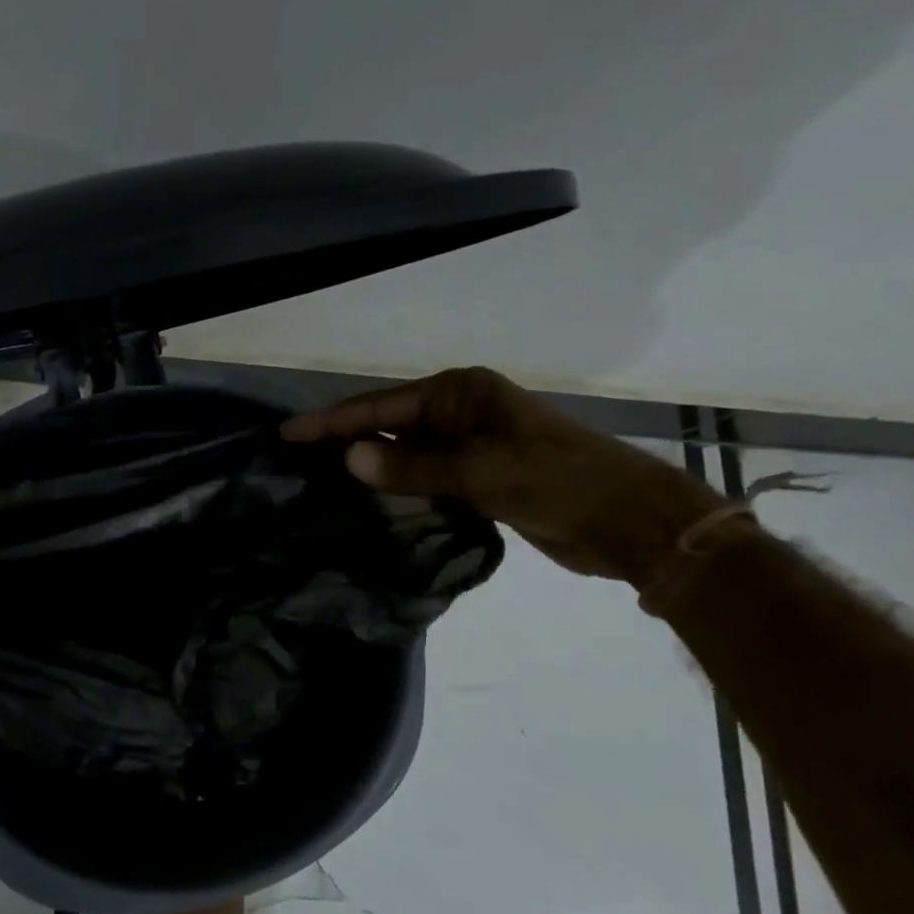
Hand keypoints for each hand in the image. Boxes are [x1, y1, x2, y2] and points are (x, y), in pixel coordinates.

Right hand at [283, 367, 723, 586]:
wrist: (626, 520)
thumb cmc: (555, 481)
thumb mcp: (480, 471)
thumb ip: (412, 467)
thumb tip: (349, 459)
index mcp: (458, 394)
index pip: (380, 406)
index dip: (332, 422)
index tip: (288, 434)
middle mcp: (458, 413)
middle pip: (387, 426)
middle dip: (344, 442)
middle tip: (295, 461)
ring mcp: (468, 446)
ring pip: (404, 454)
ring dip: (369, 468)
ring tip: (319, 483)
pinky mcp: (477, 478)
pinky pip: (423, 478)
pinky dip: (397, 489)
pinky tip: (368, 504)